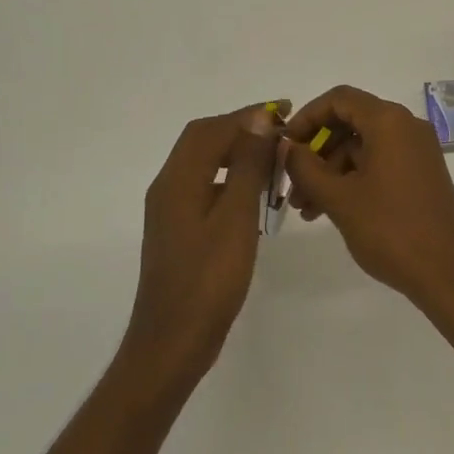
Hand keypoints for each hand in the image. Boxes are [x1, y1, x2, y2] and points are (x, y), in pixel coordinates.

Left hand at [123, 105, 279, 388]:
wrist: (172, 342)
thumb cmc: (209, 280)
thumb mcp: (235, 217)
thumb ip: (247, 165)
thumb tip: (259, 119)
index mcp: (178, 180)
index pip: (211, 129)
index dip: (248, 115)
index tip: (285, 110)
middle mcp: (168, 187)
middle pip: (202, 141)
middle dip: (242, 129)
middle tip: (281, 131)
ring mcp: (170, 211)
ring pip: (203, 165)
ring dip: (237, 154)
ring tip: (274, 160)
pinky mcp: (178, 231)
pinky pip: (205, 188)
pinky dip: (230, 180)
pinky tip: (254, 197)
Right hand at [282, 85, 453, 310]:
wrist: (449, 273)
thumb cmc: (391, 229)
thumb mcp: (339, 198)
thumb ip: (306, 167)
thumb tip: (287, 147)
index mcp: (389, 121)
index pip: (339, 99)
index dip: (306, 117)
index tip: (285, 145)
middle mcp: (406, 127)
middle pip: (349, 123)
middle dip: (315, 152)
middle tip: (290, 184)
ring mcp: (416, 152)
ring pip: (361, 148)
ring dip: (330, 172)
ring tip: (305, 209)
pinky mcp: (420, 175)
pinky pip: (378, 164)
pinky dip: (352, 181)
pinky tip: (328, 212)